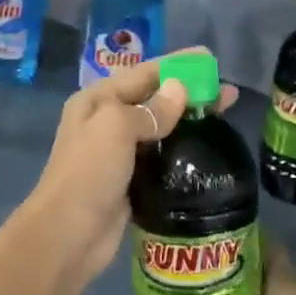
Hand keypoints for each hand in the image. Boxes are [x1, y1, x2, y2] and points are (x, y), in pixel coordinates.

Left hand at [21, 49, 237, 287]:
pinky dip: (182, 151)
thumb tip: (179, 89)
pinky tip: (207, 152)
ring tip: (224, 118)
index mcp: (98, 100)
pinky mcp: (131, 182)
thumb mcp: (116, 128)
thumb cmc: (89, 172)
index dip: (177, 64)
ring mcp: (119, 154)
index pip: (144, 72)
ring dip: (189, 121)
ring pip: (161, 128)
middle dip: (189, 92)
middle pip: (155, 99)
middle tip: (228, 93)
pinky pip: (162, 157)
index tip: (210, 59)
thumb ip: (151, 109)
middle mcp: (107, 121)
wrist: (68, 236)